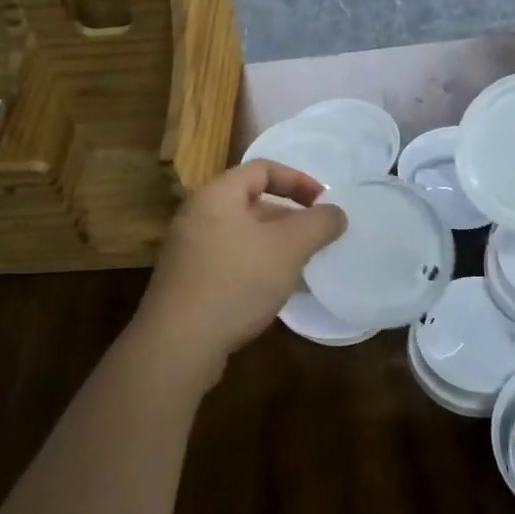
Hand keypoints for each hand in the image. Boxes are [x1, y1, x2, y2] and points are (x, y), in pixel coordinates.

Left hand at [135, 161, 346, 377]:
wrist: (178, 344)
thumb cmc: (236, 282)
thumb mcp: (289, 248)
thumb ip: (319, 224)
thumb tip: (336, 213)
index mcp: (217, 195)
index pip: (262, 169)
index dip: (298, 180)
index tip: (324, 204)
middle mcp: (197, 215)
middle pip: (251, 201)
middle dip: (289, 216)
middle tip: (316, 238)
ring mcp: (188, 249)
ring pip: (242, 234)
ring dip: (275, 243)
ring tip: (300, 265)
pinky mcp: (188, 281)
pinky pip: (230, 259)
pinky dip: (256, 265)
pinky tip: (272, 290)